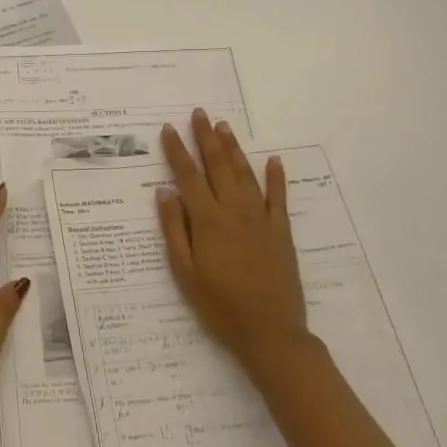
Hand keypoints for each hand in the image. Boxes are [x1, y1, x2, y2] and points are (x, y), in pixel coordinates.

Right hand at [158, 110, 316, 385]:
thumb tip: (165, 192)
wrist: (270, 332)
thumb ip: (174, 229)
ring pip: (245, 175)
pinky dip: (276, 177)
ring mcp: (261, 220)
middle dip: (206, 138)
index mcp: (207, 221)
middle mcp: (234, 212)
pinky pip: (278, 198)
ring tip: (224, 127)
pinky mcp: (282, 233)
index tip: (168, 129)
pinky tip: (273, 160)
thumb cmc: (218, 305)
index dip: (177, 151)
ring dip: (234, 149)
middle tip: (199, 114)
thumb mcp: (185, 272)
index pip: (188, 176)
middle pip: (218, 167)